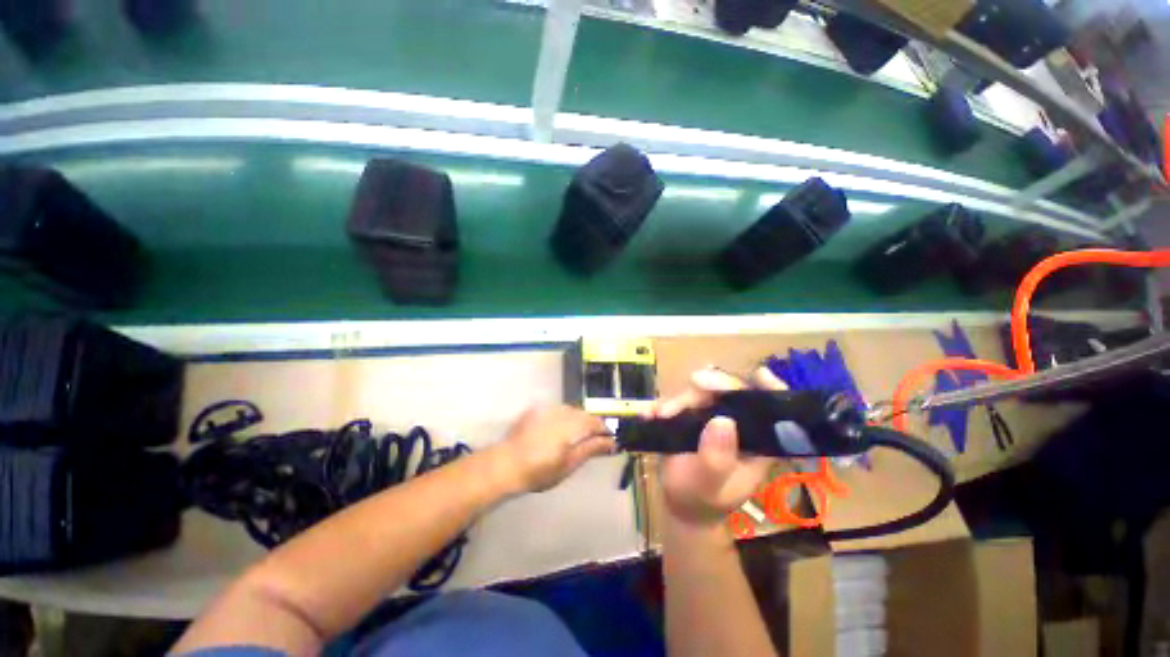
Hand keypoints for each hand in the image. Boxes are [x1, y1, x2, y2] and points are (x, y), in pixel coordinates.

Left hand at [490, 405, 613, 493]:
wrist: (506, 464)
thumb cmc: (540, 470)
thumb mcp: (569, 464)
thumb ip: (591, 449)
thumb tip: (611, 442)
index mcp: (572, 425)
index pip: (596, 422)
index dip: (605, 431)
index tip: (609, 442)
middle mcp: (562, 411)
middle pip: (584, 414)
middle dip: (591, 426)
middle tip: (593, 441)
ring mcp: (548, 408)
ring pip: (571, 410)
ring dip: (577, 420)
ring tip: (575, 436)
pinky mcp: (536, 409)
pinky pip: (557, 410)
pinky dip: (563, 418)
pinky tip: (556, 431)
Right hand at [655, 367, 785, 527]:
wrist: (679, 505)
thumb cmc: (701, 500)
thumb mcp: (710, 486)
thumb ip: (717, 459)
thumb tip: (722, 421)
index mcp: (756, 440)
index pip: (770, 410)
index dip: (770, 390)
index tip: (760, 374)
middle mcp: (736, 423)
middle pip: (729, 391)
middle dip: (710, 385)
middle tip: (694, 382)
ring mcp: (710, 416)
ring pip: (699, 392)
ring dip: (678, 398)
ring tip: (660, 415)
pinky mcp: (688, 415)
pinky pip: (675, 401)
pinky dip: (661, 404)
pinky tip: (648, 414)